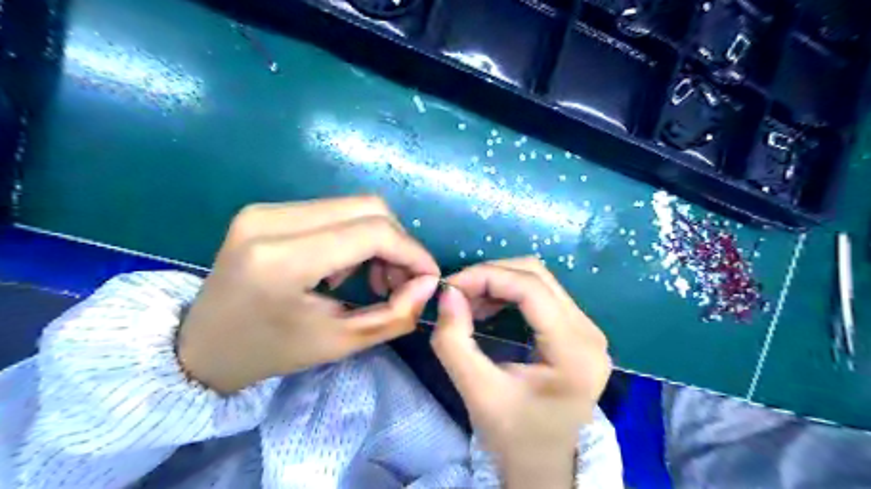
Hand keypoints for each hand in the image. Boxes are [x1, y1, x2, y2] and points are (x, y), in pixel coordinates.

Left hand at [176, 195, 439, 393]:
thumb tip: (429, 282)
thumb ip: (394, 314)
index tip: (428, 277)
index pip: (372, 232)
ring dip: (378, 239)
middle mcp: (272, 220)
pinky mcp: (267, 210)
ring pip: (354, 206)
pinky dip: (355, 235)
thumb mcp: (339, 343)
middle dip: (398, 243)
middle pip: (368, 208)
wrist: (199, 346)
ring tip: (375, 278)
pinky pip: (333, 211)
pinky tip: (346, 266)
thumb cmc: (269, 352)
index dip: (412, 252)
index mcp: (283, 260)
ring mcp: (266, 209)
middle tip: (400, 281)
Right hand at [430, 258, 607, 486]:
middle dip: (492, 275)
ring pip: (540, 280)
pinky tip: (489, 307)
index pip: (531, 289)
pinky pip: (542, 294)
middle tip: (457, 293)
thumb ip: (454, 341)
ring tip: (469, 301)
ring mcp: (589, 330)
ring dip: (500, 282)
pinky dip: (510, 293)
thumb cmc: (512, 435)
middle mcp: (590, 333)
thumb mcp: (476, 392)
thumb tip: (448, 293)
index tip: (450, 286)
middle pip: (538, 276)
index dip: (487, 276)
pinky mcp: (579, 331)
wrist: (542, 463)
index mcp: (575, 352)